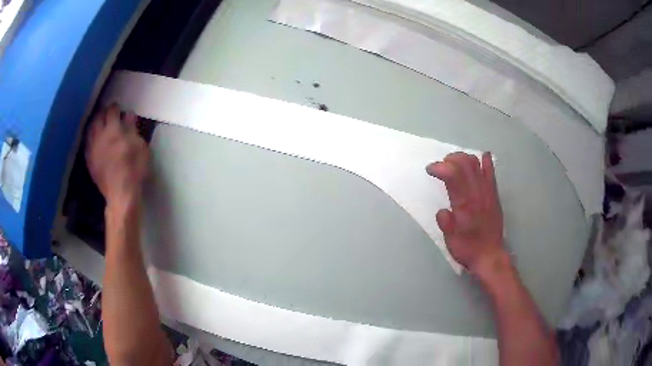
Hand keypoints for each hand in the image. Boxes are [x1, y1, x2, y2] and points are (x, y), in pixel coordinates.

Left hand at [86, 105, 148, 209]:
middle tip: (107, 112)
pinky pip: (87, 143)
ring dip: (94, 123)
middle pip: (98, 117)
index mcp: (114, 130)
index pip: (112, 111)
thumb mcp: (140, 147)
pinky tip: (93, 138)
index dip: (115, 107)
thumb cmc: (134, 169)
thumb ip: (133, 129)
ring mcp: (92, 148)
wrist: (120, 193)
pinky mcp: (89, 160)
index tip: (118, 107)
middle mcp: (100, 136)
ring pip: (90, 129)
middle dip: (102, 112)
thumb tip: (129, 115)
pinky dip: (90, 136)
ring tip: (98, 122)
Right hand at [427, 152, 507, 277]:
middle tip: (441, 166)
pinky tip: (481, 157)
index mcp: (464, 205)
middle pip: (465, 163)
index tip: (430, 170)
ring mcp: (488, 192)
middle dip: (450, 158)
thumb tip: (442, 211)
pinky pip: (491, 173)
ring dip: (464, 158)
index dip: (439, 167)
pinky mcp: (494, 194)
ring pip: (477, 164)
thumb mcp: (451, 241)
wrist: (490, 255)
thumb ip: (445, 224)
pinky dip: (486, 162)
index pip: (452, 175)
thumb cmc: (467, 249)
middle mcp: (477, 194)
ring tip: (455, 163)